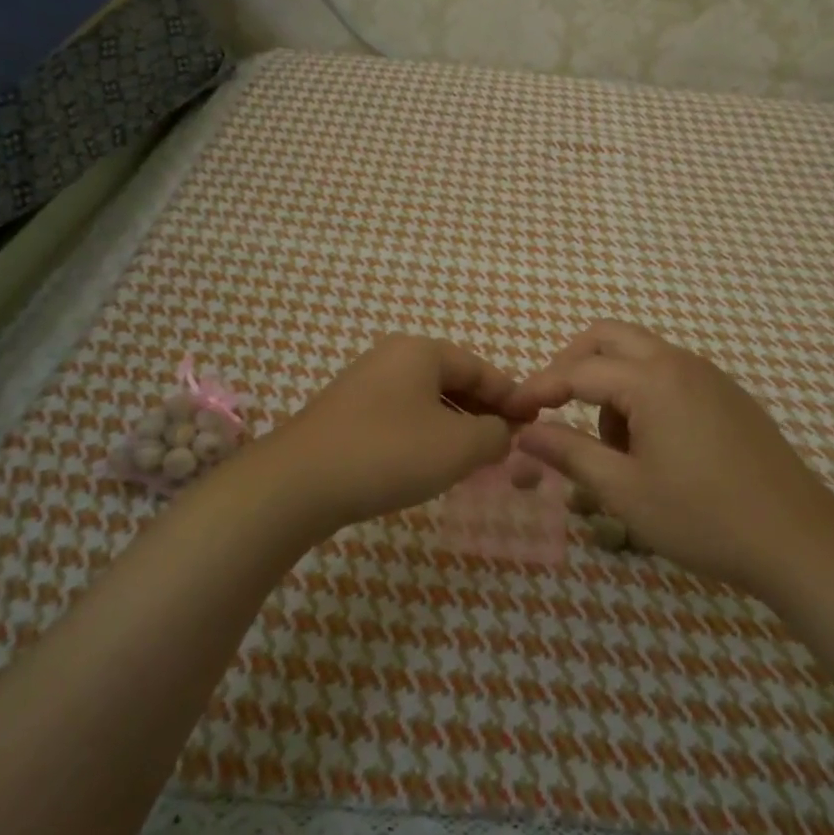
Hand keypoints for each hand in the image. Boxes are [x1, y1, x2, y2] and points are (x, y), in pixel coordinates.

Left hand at [251, 335, 536, 540]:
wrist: (299, 482)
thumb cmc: (390, 453)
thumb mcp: (458, 446)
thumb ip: (494, 435)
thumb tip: (503, 432)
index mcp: (421, 352)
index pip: (480, 369)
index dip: (511, 396)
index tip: (534, 423)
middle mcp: (392, 357)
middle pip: (452, 381)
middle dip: (483, 411)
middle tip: (507, 443)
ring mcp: (364, 384)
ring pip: (426, 400)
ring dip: (455, 425)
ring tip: (475, 458)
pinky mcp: (346, 413)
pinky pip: (401, 416)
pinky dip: (425, 434)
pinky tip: (430, 463)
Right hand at [511, 321, 833, 596]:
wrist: (797, 539)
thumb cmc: (703, 517)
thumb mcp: (624, 491)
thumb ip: (569, 454)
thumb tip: (525, 434)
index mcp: (652, 380)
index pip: (578, 371)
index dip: (539, 388)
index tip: (512, 412)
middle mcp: (680, 363)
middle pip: (609, 337)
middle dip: (571, 364)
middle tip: (551, 405)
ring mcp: (709, 376)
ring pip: (640, 356)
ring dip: (611, 384)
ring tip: (612, 449)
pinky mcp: (727, 395)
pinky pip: (669, 375)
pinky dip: (643, 394)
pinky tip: (651, 447)